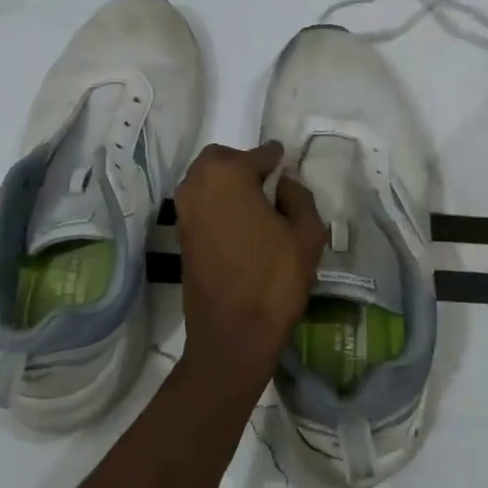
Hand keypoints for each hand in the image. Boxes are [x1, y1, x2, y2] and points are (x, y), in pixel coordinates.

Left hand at [175, 141, 327, 368]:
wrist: (232, 334)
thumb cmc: (274, 279)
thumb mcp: (307, 234)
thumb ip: (299, 197)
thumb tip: (285, 183)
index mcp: (227, 174)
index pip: (259, 154)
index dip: (277, 161)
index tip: (289, 169)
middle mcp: (197, 184)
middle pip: (222, 159)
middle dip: (245, 165)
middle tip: (270, 185)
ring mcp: (184, 211)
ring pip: (206, 181)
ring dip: (228, 184)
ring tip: (256, 206)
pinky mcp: (180, 235)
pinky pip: (200, 204)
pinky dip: (218, 205)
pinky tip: (240, 225)